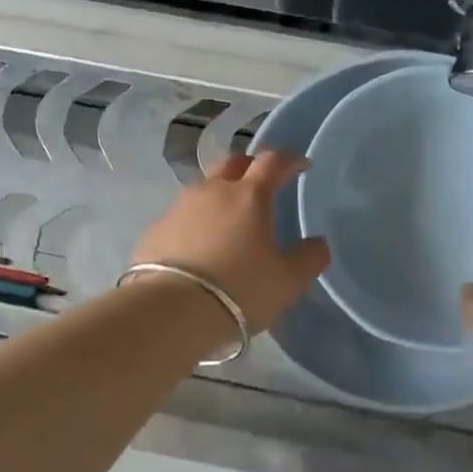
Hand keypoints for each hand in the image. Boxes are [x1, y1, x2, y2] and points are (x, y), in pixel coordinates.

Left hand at [127, 151, 330, 333]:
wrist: (171, 311)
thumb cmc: (239, 289)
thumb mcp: (287, 280)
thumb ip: (309, 257)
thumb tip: (318, 243)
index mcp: (249, 196)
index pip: (273, 162)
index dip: (290, 160)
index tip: (300, 165)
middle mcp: (212, 191)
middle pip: (232, 164)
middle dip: (249, 168)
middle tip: (260, 186)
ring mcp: (178, 208)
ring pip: (204, 190)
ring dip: (219, 197)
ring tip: (228, 223)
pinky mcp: (154, 230)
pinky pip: (181, 217)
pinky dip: (195, 224)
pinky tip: (198, 248)